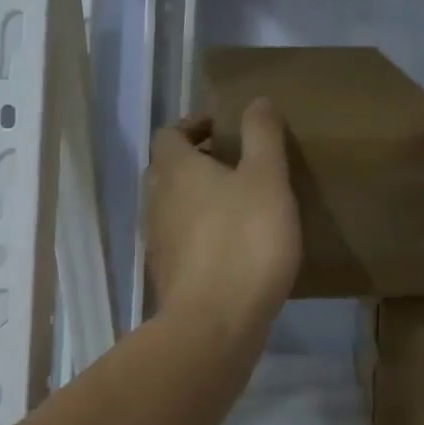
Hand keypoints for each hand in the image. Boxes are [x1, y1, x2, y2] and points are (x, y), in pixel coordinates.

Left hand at [145, 98, 301, 335]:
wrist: (215, 323)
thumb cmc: (244, 241)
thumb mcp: (267, 179)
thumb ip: (262, 136)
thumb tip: (257, 101)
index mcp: (176, 170)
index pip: (169, 133)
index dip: (193, 125)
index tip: (223, 129)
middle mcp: (156, 200)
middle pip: (166, 170)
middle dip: (194, 161)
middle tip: (232, 163)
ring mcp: (158, 241)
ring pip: (171, 206)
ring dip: (196, 198)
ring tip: (235, 204)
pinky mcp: (167, 275)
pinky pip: (179, 240)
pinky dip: (199, 232)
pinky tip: (230, 247)